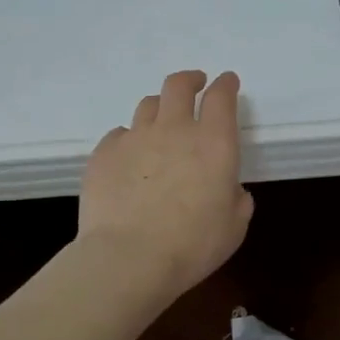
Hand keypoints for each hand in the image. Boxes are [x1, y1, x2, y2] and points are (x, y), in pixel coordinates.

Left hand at [78, 70, 253, 298]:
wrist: (128, 259)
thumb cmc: (192, 245)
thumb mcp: (233, 227)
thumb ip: (236, 200)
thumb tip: (229, 189)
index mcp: (213, 143)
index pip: (221, 97)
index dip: (225, 85)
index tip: (227, 82)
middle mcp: (174, 130)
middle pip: (178, 86)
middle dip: (189, 80)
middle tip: (194, 85)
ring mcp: (135, 138)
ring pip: (147, 105)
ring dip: (159, 109)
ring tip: (161, 124)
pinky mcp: (104, 153)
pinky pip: (119, 134)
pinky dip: (129, 140)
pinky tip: (130, 158)